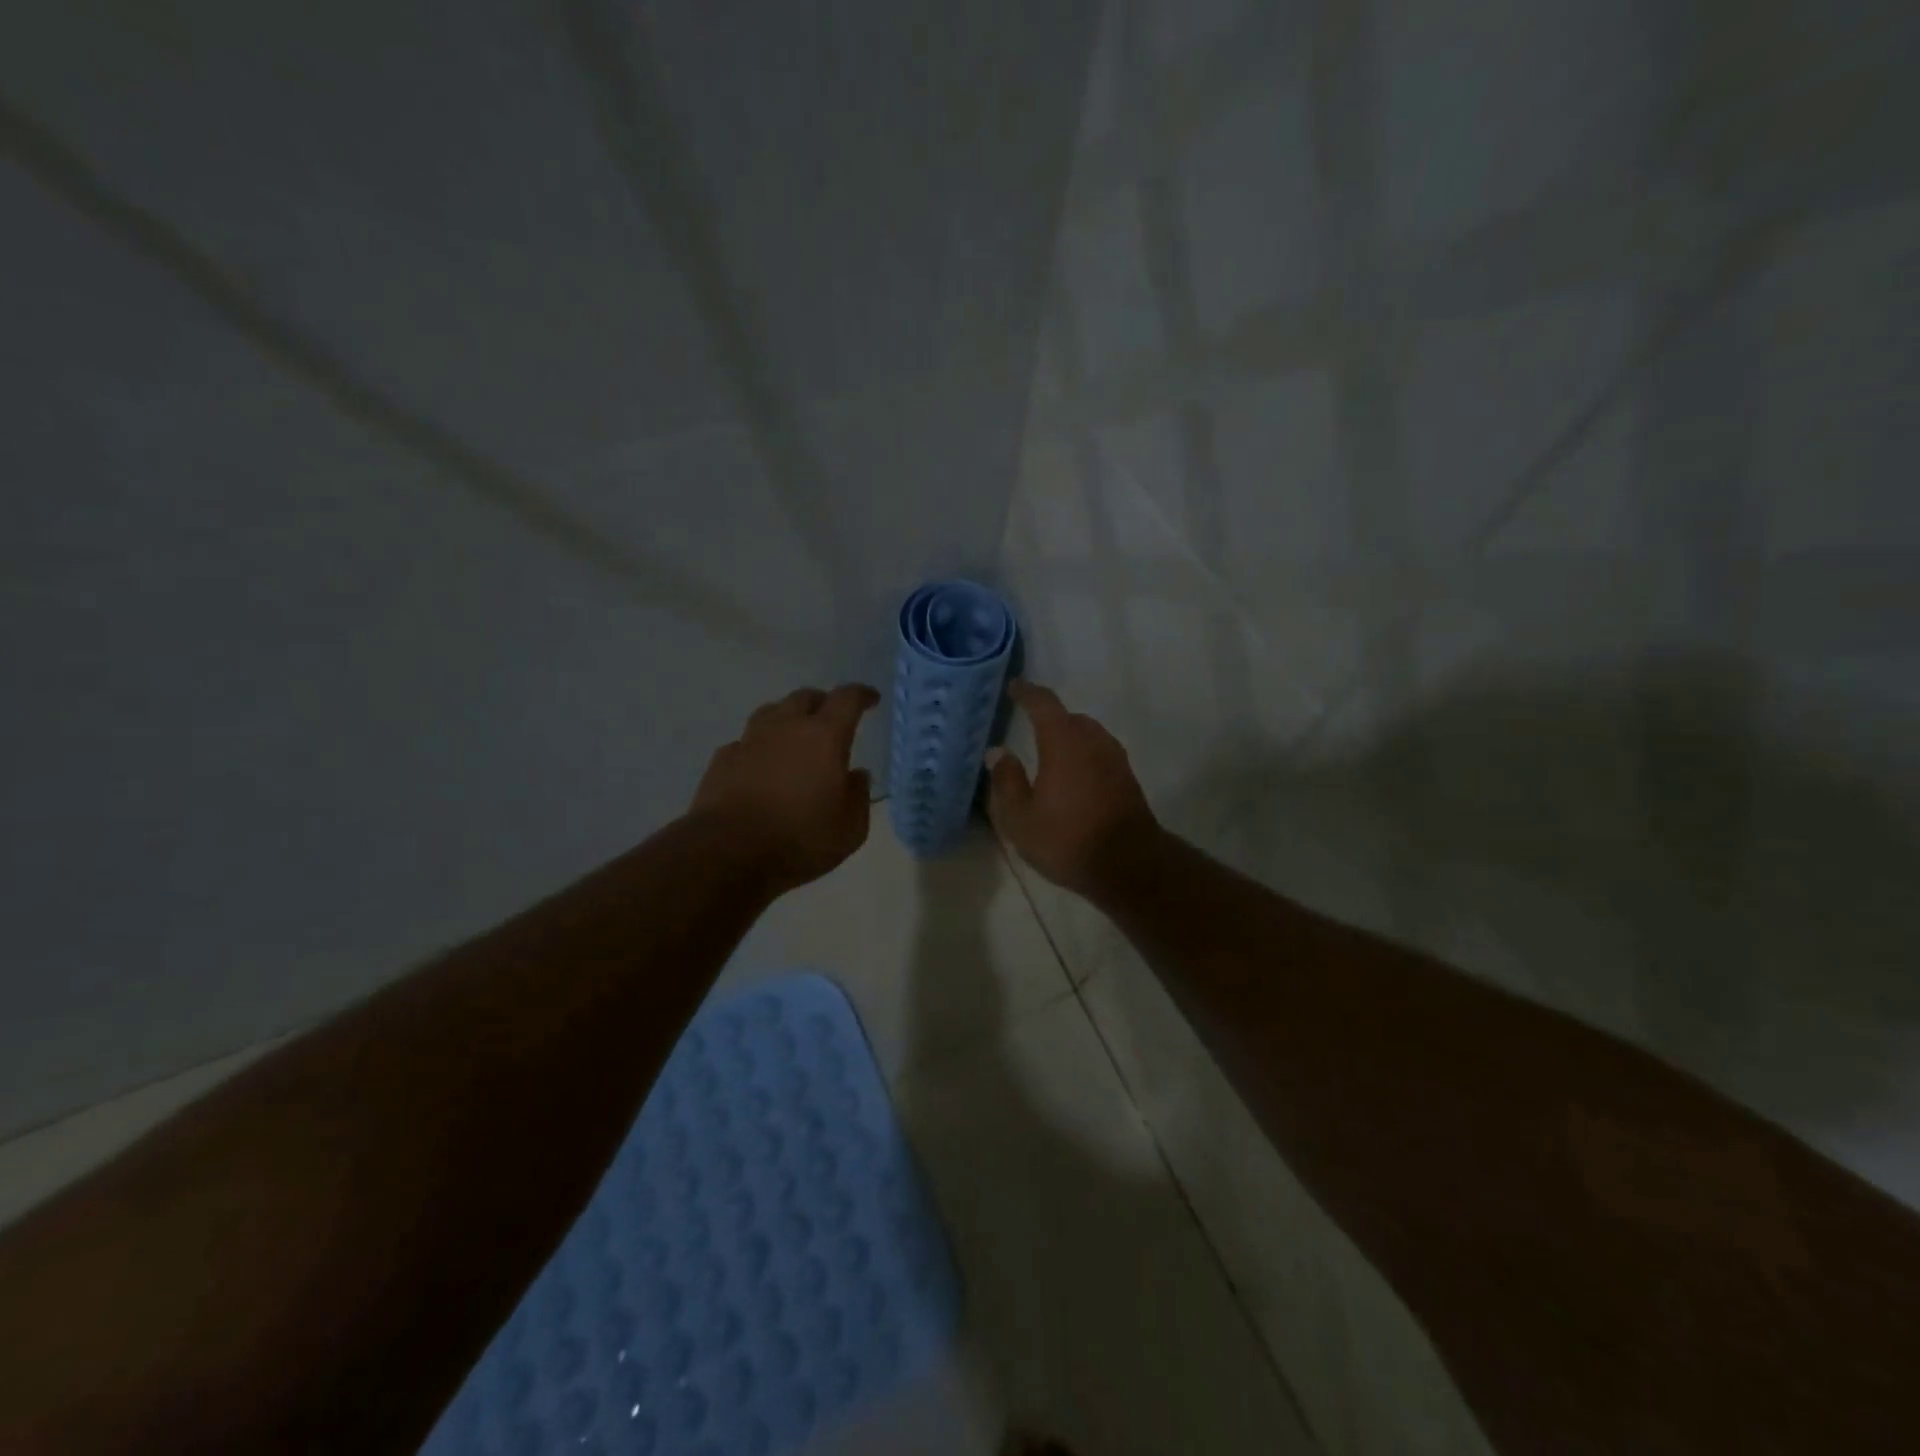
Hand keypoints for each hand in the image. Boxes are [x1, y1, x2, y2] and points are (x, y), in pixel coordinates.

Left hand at [691, 684, 877, 893]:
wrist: (728, 851)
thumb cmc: (800, 838)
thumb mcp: (850, 828)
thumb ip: (859, 796)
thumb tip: (857, 775)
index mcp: (824, 736)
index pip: (847, 699)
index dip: (861, 695)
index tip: (870, 699)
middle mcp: (786, 727)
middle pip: (805, 697)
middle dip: (822, 702)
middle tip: (831, 718)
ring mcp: (750, 740)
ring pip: (771, 712)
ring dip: (787, 717)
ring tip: (794, 735)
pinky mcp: (723, 759)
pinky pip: (746, 741)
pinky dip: (759, 747)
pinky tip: (760, 764)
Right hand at [986, 680, 1159, 894]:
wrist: (1130, 865)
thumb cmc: (1068, 839)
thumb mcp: (1021, 818)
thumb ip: (1006, 781)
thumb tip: (998, 753)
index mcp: (1063, 741)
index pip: (1043, 704)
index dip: (1027, 693)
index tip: (1015, 686)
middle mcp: (1092, 740)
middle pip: (1069, 718)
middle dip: (1049, 719)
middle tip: (1029, 727)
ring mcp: (1115, 758)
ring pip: (1088, 736)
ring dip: (1069, 738)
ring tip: (1051, 755)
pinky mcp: (1127, 778)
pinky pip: (1100, 754)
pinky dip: (1084, 756)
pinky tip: (1073, 777)